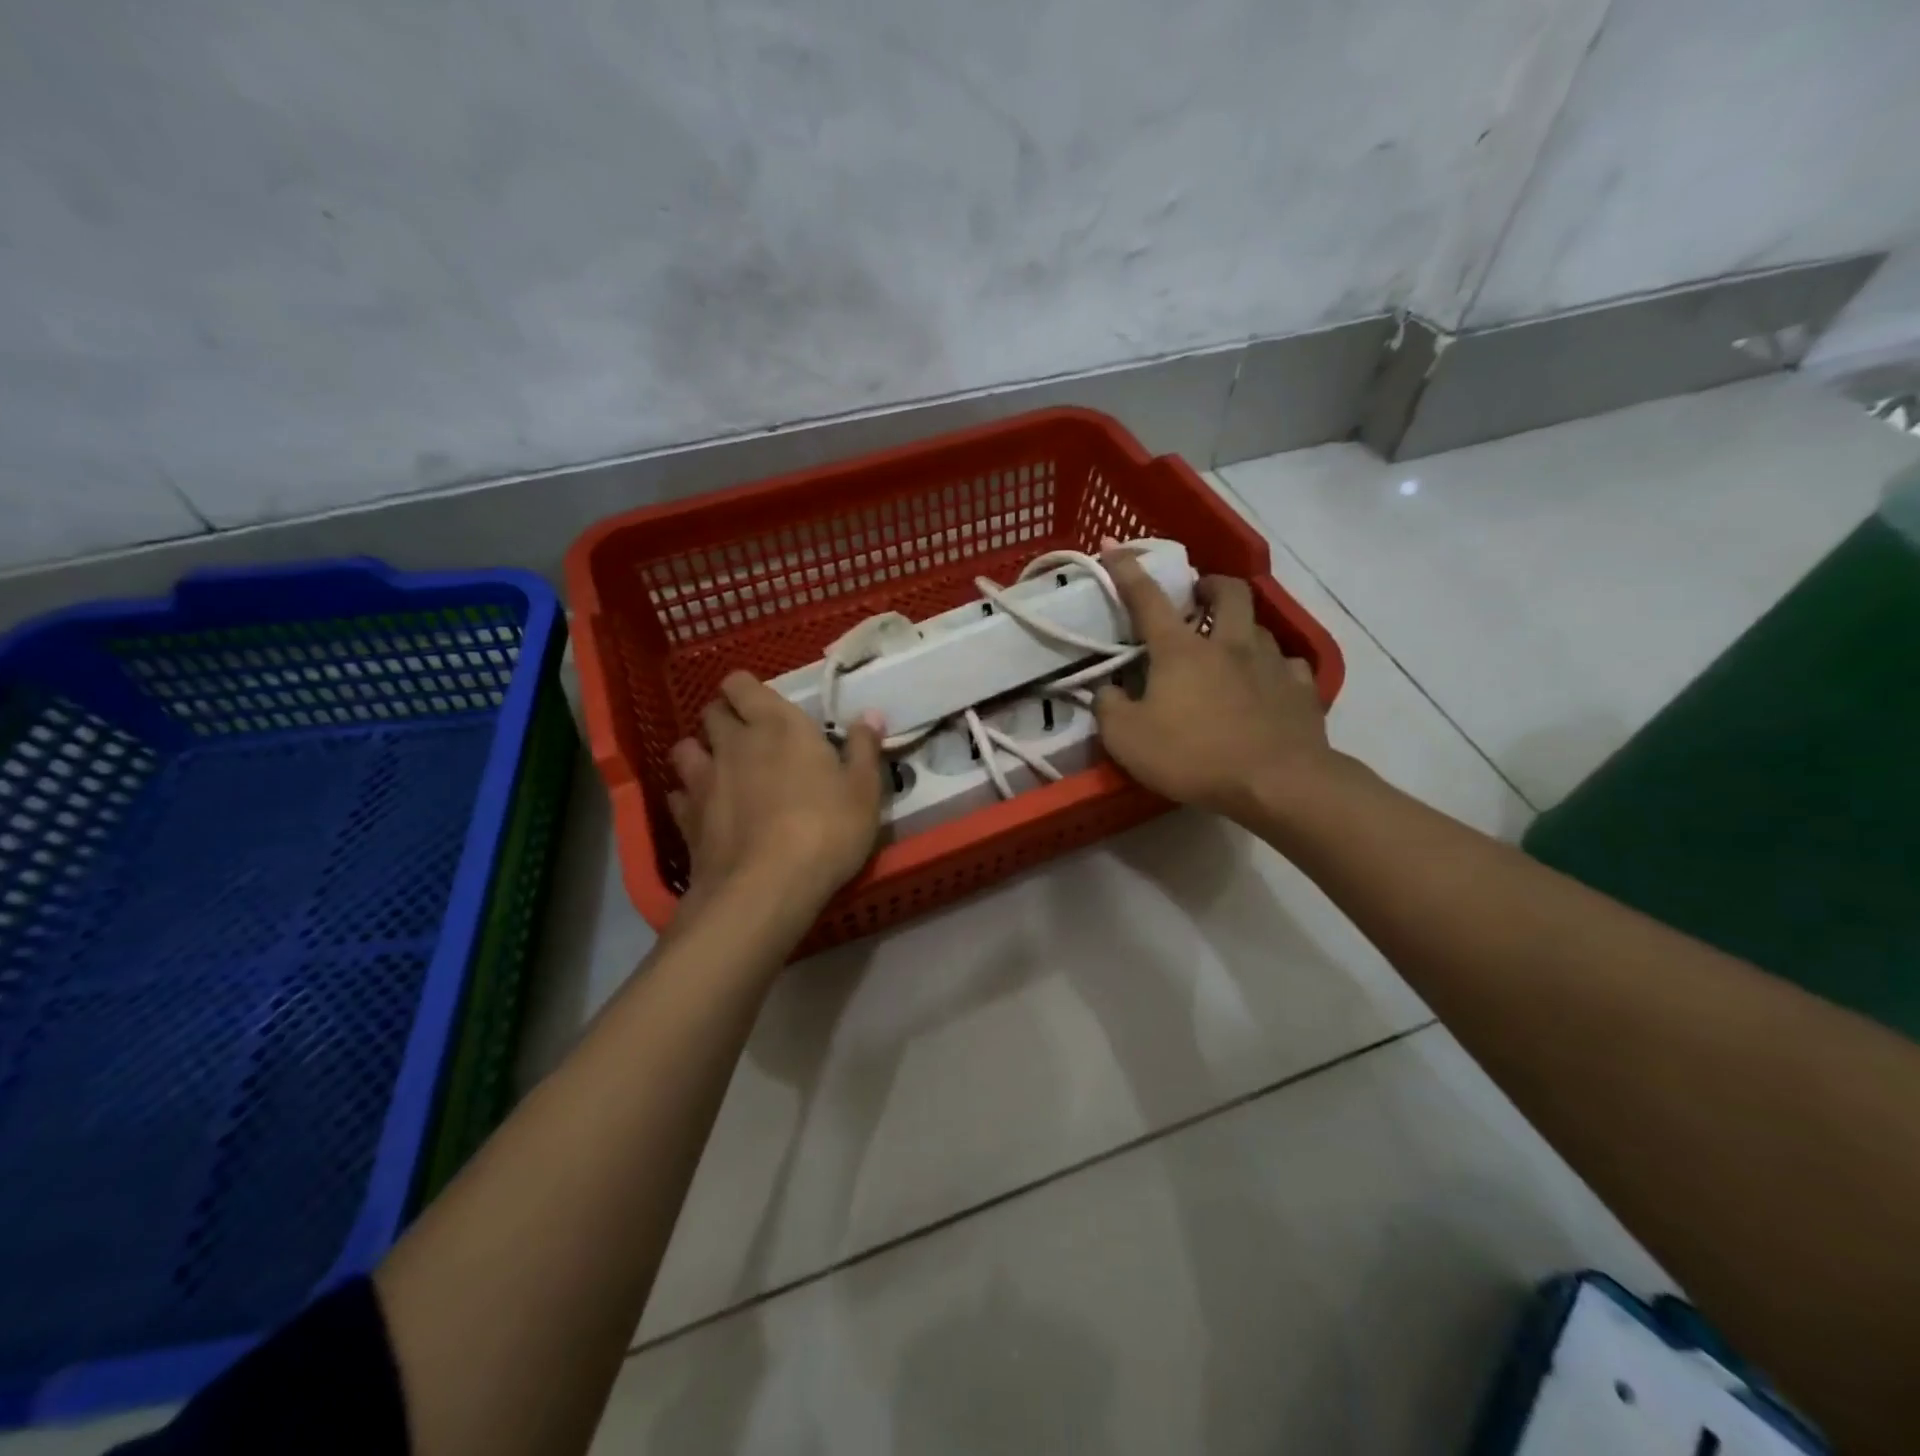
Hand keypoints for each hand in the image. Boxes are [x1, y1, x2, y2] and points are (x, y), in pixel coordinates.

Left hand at [667, 672, 884, 912]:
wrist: (766, 888)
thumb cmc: (826, 830)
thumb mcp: (864, 791)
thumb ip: (864, 748)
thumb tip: (871, 714)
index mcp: (778, 725)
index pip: (741, 684)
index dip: (747, 691)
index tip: (766, 707)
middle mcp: (734, 742)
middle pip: (712, 712)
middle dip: (726, 718)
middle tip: (751, 739)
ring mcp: (704, 780)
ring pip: (685, 748)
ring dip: (701, 753)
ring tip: (721, 771)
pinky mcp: (686, 819)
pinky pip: (679, 795)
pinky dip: (690, 798)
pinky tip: (706, 812)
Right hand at [1093, 550, 1333, 823]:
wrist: (1277, 784)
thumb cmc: (1193, 757)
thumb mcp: (1127, 740)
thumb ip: (1109, 708)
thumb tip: (1109, 691)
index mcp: (1181, 650)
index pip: (1147, 598)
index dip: (1127, 569)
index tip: (1112, 546)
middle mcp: (1229, 644)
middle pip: (1228, 591)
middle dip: (1211, 584)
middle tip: (1198, 597)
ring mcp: (1271, 663)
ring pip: (1259, 626)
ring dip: (1241, 627)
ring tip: (1230, 647)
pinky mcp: (1301, 689)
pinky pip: (1289, 665)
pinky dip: (1273, 667)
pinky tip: (1267, 683)